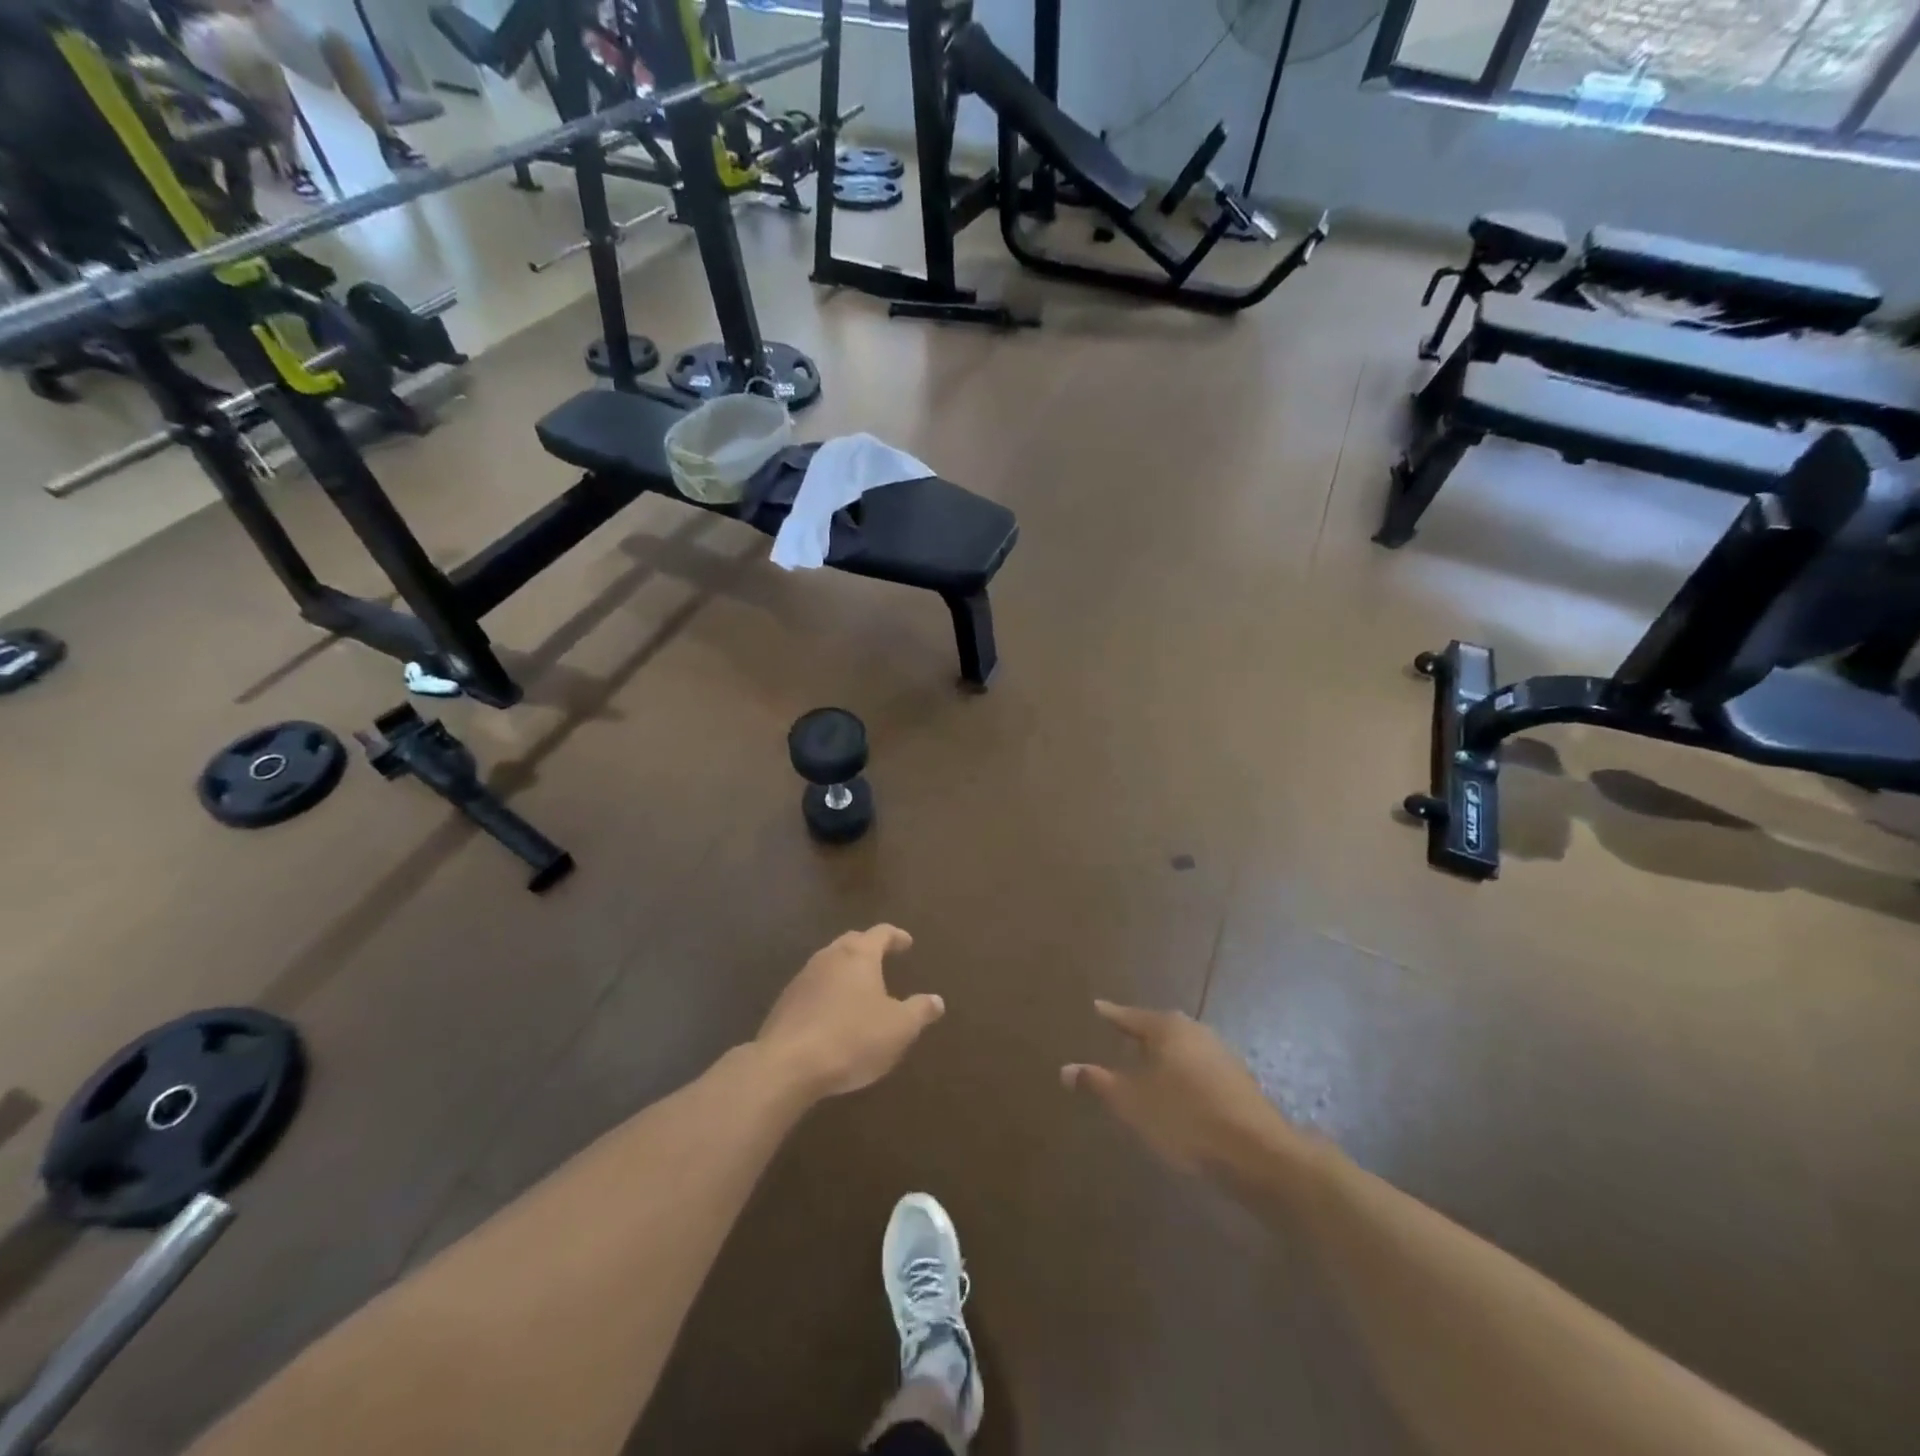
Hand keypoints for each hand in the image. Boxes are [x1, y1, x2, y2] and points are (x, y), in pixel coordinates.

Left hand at [756, 926, 943, 1098]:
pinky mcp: (785, 1002)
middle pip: (852, 942)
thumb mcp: (899, 1028)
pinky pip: (814, 987)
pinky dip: (828, 991)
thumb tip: (937, 1000)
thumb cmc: (852, 1038)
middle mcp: (829, 956)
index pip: (881, 933)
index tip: (907, 943)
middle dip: (869, 948)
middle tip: (884, 957)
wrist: (788, 1065)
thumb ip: (920, 1011)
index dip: (896, 936)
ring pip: (830, 963)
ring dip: (846, 970)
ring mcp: (803, 978)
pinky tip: (833, 1012)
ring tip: (860, 987)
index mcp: (859, 955)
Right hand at [1063, 1001, 1281, 1174]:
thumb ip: (1099, 1083)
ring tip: (1144, 1064)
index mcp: (1168, 1028)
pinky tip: (1176, 1091)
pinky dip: (1181, 1073)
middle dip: (1139, 1033)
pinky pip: (1197, 1067)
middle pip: (1160, 1027)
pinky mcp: (1237, 1081)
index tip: (1097, 1007)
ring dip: (1162, 1056)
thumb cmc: (1185, 1119)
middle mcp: (1195, 1031)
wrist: (1258, 1154)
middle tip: (1120, 1034)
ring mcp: (1221, 1054)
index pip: (1131, 1016)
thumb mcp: (1133, 1103)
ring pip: (1181, 1048)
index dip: (1112, 1015)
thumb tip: (1065, 1069)